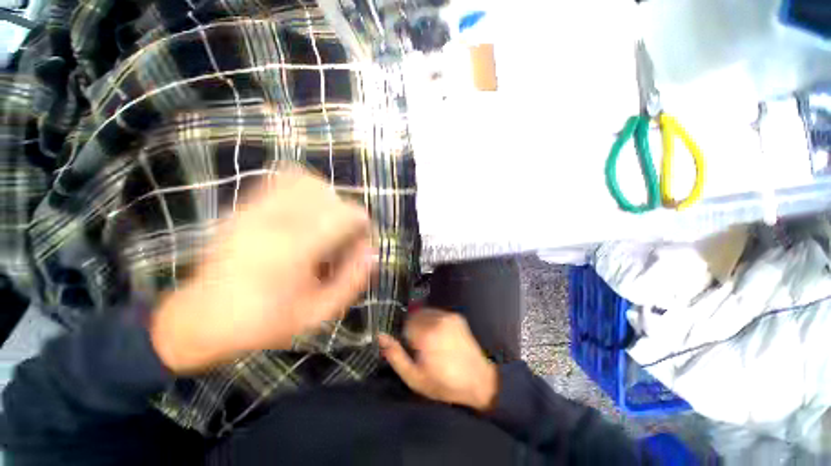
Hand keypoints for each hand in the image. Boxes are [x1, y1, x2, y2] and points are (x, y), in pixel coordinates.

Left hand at [150, 170, 375, 373]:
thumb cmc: (264, 321)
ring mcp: (257, 209)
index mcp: (297, 248)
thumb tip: (372, 253)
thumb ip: (352, 282)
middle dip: (346, 216)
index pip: (347, 214)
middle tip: (341, 241)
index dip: (362, 225)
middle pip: (331, 196)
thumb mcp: (318, 313)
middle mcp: (277, 220)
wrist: (202, 317)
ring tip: (324, 225)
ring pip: (309, 182)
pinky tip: (304, 212)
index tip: (361, 243)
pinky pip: (282, 179)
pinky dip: (303, 189)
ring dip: (327, 200)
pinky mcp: (245, 206)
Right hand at [378, 310, 498, 411]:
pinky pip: (437, 313)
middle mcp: (437, 319)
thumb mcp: (414, 377)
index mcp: (426, 333)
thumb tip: (380, 336)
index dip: (405, 336)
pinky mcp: (457, 316)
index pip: (405, 323)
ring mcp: (449, 316)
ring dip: (423, 323)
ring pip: (425, 312)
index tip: (412, 348)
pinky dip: (434, 321)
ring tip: (431, 341)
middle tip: (420, 346)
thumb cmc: (444, 383)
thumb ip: (395, 355)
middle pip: (415, 315)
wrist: (479, 380)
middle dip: (413, 328)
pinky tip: (440, 336)